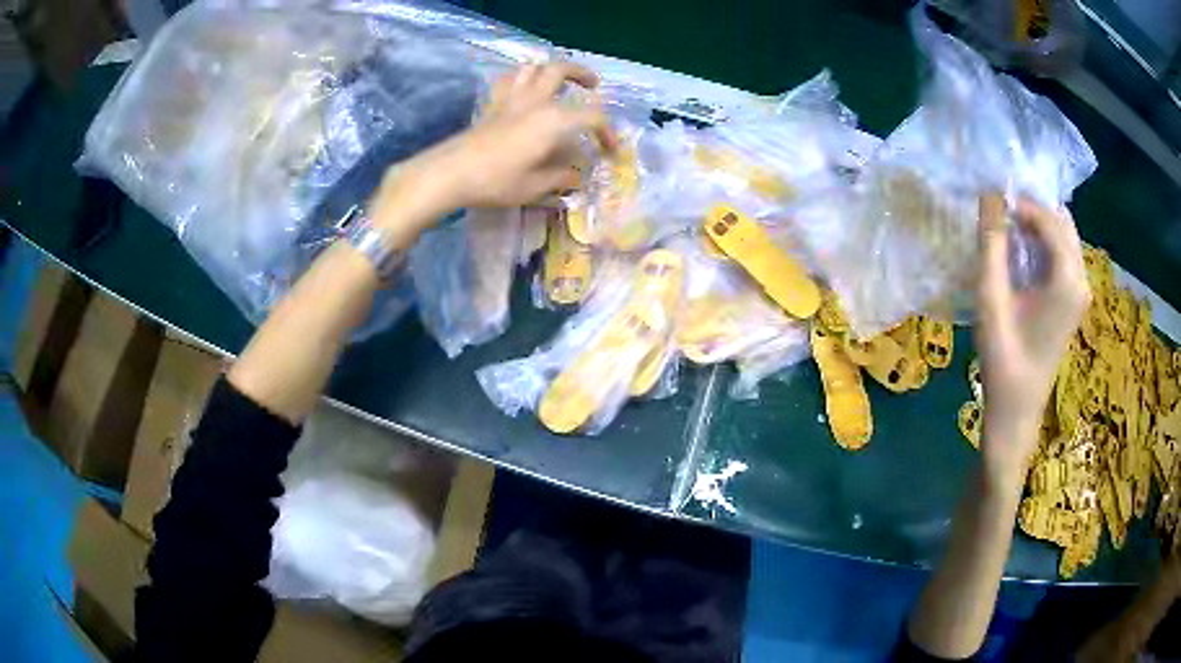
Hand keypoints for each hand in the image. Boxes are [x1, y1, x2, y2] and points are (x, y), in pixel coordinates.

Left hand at [377, 62, 616, 222]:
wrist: (450, 173)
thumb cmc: (497, 181)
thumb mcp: (535, 187)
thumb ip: (561, 177)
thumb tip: (577, 176)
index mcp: (554, 120)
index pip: (593, 117)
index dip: (608, 133)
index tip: (611, 151)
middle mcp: (536, 101)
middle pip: (561, 70)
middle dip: (582, 74)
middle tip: (593, 86)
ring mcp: (512, 99)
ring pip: (533, 67)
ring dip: (550, 69)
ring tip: (558, 83)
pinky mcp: (492, 104)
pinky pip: (509, 79)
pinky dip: (521, 78)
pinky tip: (524, 89)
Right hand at [976, 195, 1089, 488]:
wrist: (1018, 410)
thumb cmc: (1004, 359)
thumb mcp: (991, 299)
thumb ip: (992, 245)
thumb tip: (990, 195)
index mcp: (1067, 280)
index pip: (1049, 219)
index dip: (1021, 203)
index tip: (993, 201)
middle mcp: (1082, 279)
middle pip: (1062, 222)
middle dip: (1033, 209)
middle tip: (1001, 211)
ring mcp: (1081, 291)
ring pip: (1065, 236)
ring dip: (1039, 225)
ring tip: (1009, 229)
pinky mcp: (1075, 300)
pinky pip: (1064, 254)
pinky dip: (1044, 243)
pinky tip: (1023, 253)